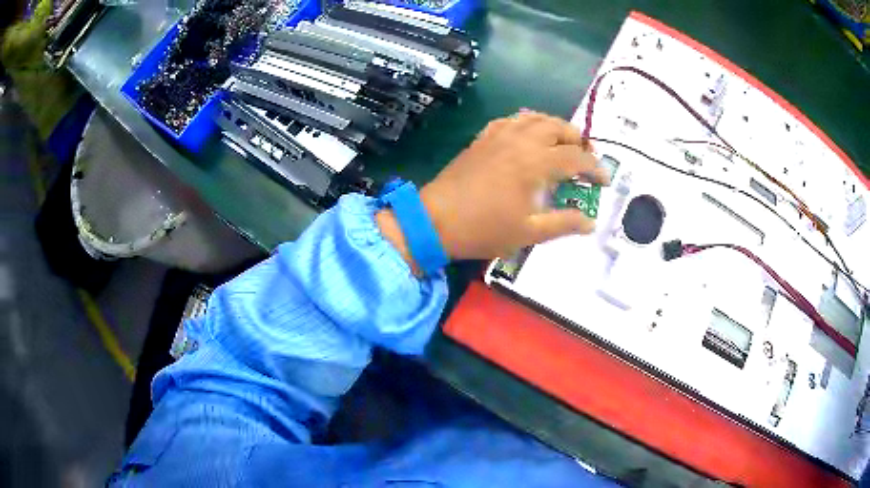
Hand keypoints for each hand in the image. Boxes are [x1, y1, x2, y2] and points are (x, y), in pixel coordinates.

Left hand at [377, 111, 607, 266]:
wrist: (435, 220)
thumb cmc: (483, 229)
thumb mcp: (529, 232)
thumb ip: (563, 223)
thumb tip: (590, 222)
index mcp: (536, 162)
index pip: (577, 157)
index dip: (595, 168)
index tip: (605, 181)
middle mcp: (521, 140)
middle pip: (559, 127)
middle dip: (579, 140)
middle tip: (586, 159)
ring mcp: (499, 135)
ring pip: (535, 117)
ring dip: (555, 127)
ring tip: (563, 144)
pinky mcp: (483, 138)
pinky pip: (511, 120)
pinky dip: (527, 123)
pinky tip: (529, 137)